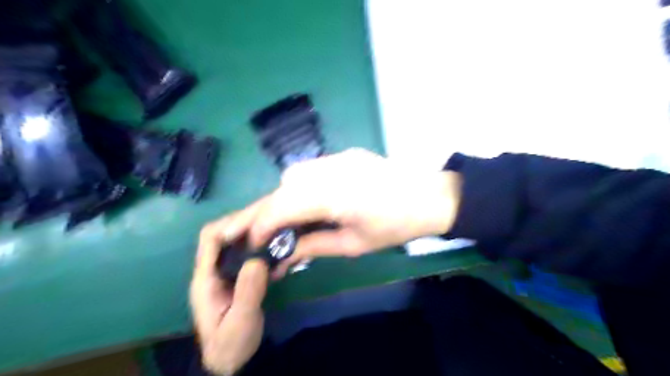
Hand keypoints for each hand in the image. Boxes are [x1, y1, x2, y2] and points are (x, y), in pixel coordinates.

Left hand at [188, 207, 267, 373]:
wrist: (230, 360)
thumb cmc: (232, 343)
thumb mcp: (241, 321)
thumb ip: (247, 291)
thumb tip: (258, 260)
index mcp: (205, 278)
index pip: (210, 239)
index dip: (230, 224)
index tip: (256, 220)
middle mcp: (211, 271)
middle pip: (221, 235)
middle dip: (242, 224)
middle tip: (269, 221)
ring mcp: (222, 273)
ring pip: (232, 242)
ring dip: (250, 233)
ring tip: (273, 229)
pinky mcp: (234, 277)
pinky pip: (242, 253)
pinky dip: (255, 245)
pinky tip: (272, 246)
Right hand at [248, 148, 463, 275]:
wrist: (429, 197)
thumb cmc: (395, 227)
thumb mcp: (354, 245)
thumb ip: (313, 246)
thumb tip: (282, 255)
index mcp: (335, 196)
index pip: (283, 206)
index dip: (262, 226)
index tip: (254, 245)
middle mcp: (330, 170)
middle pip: (283, 187)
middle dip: (266, 212)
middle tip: (261, 234)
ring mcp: (337, 157)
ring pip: (293, 175)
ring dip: (283, 198)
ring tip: (287, 221)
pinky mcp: (344, 154)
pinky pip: (310, 169)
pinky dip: (299, 187)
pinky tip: (309, 201)